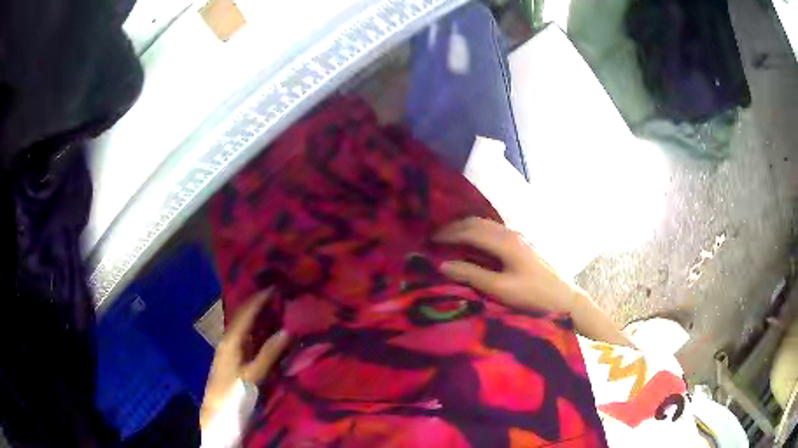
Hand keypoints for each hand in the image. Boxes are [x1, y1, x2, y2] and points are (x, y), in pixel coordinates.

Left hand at [200, 290, 289, 428]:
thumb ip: (268, 354)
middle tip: (275, 293)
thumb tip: (287, 330)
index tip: (274, 287)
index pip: (245, 314)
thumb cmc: (234, 395)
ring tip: (272, 307)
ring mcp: (228, 350)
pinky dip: (255, 329)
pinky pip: (244, 336)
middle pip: (241, 316)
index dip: (258, 300)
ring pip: (242, 326)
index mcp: (231, 341)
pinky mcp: (231, 359)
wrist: (217, 416)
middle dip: (256, 303)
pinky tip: (263, 331)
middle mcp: (227, 341)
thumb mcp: (253, 376)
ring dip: (255, 315)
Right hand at [435, 217, 579, 313]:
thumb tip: (443, 265)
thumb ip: (472, 275)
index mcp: (505, 242)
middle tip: (435, 237)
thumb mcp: (501, 288)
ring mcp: (518, 236)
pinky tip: (473, 243)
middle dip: (455, 228)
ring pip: (486, 225)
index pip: (470, 231)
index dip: (448, 234)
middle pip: (477, 223)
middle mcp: (511, 233)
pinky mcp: (523, 243)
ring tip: (450, 238)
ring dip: (466, 228)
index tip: (430, 240)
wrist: (564, 297)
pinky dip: (478, 233)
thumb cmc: (533, 295)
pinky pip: (494, 231)